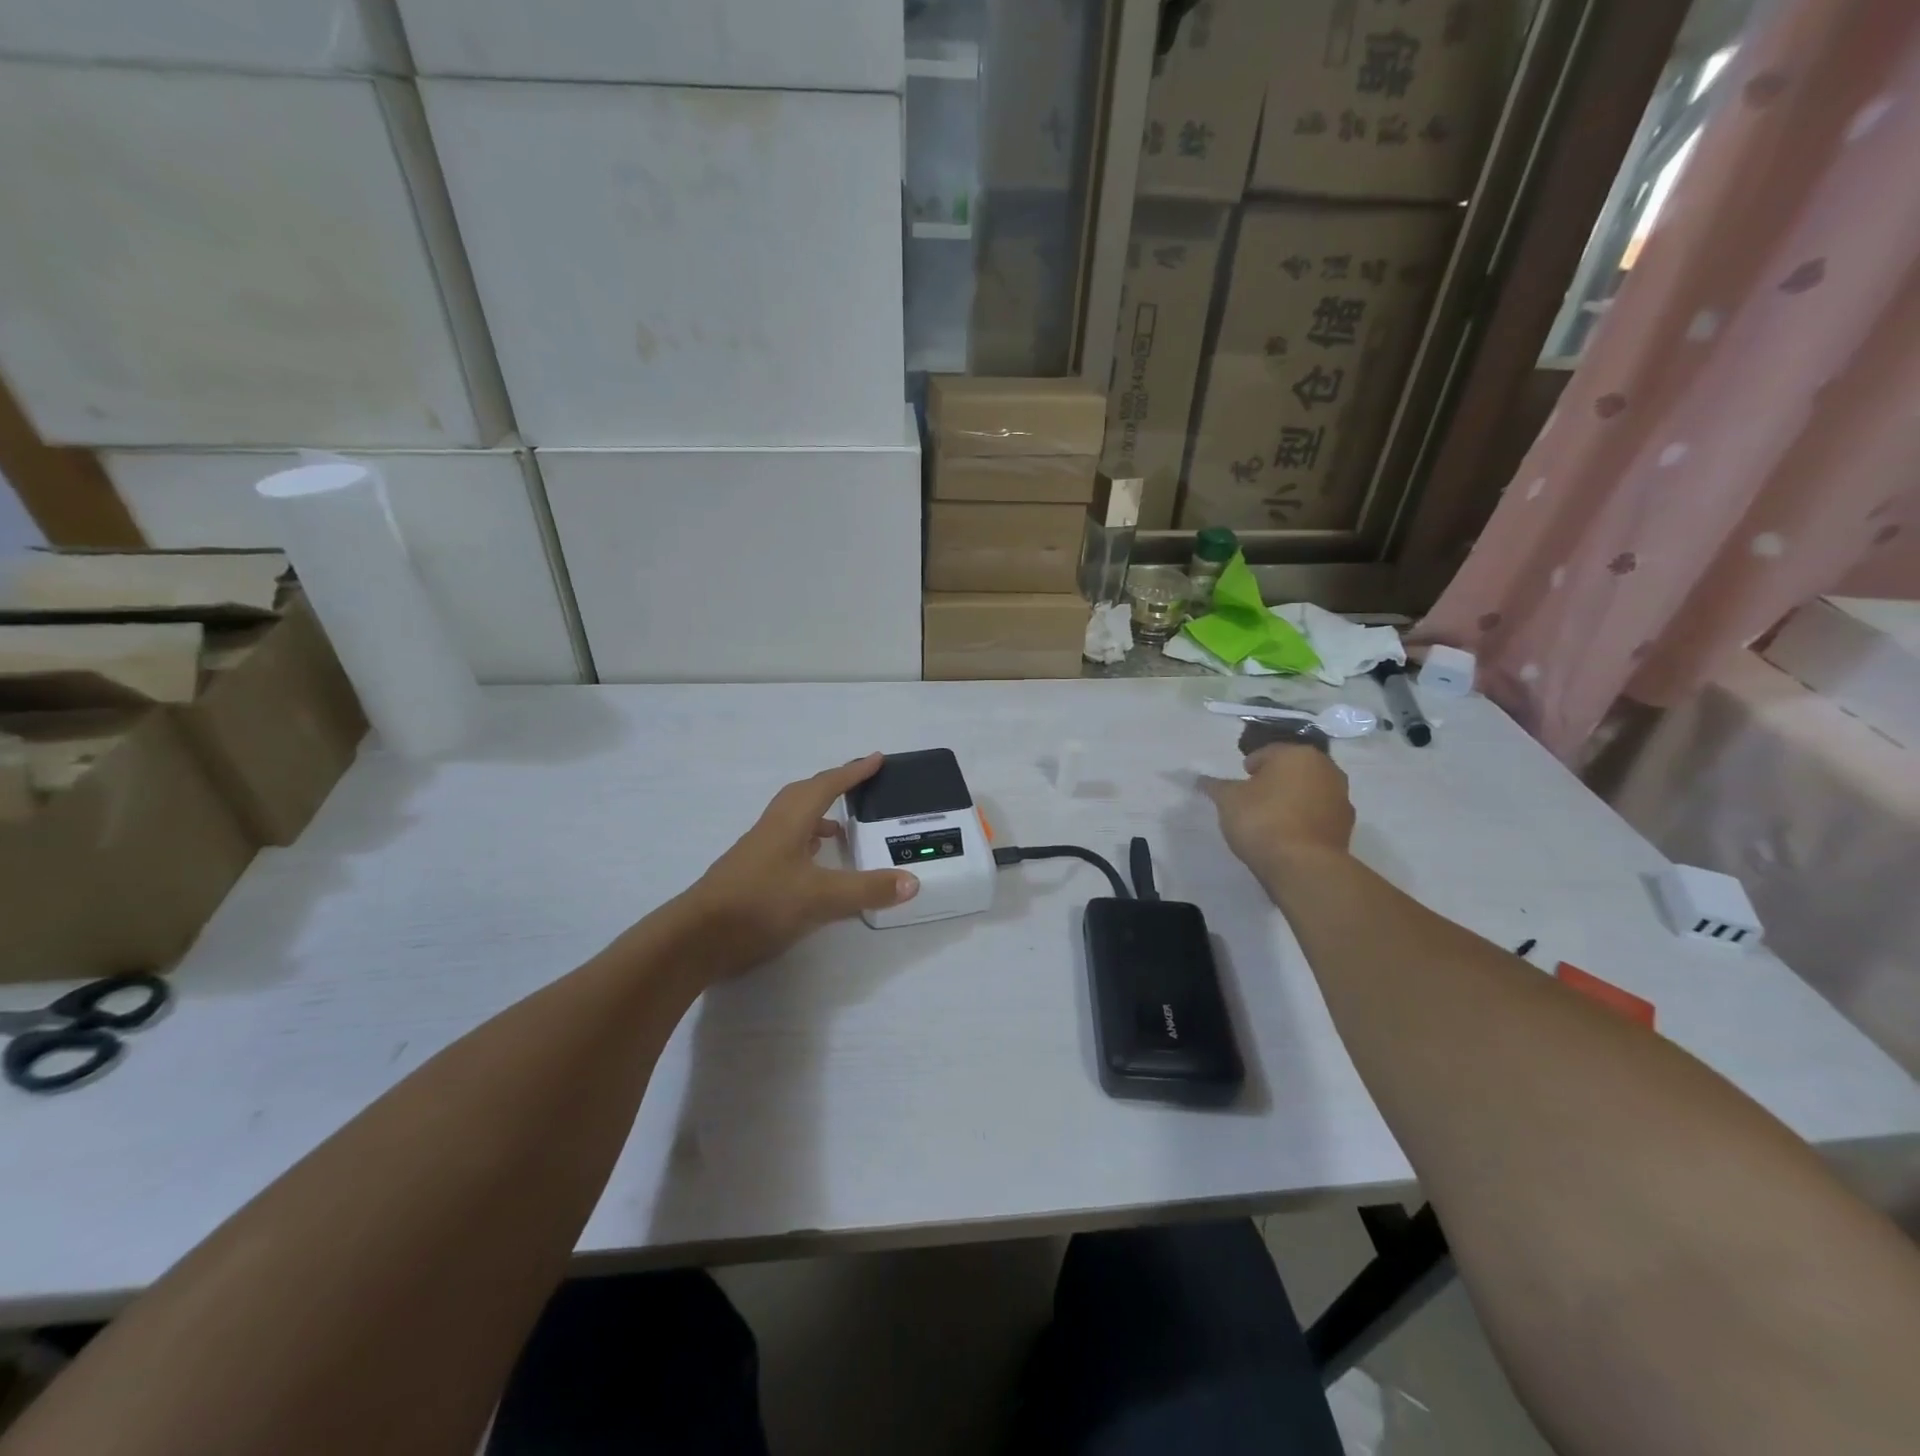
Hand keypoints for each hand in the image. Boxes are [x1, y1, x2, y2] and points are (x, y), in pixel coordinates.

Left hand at [678, 755, 918, 977]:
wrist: (696, 938)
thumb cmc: (758, 904)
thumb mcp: (820, 898)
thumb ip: (867, 889)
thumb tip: (912, 881)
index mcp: (789, 822)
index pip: (826, 786)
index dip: (853, 772)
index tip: (876, 759)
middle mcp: (773, 829)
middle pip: (804, 794)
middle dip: (833, 786)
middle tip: (860, 786)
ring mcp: (758, 851)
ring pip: (793, 820)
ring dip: (818, 816)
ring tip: (843, 829)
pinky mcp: (751, 874)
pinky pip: (786, 844)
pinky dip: (807, 843)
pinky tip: (815, 865)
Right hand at [1201, 744, 1355, 891]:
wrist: (1303, 866)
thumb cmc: (1262, 820)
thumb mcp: (1228, 800)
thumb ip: (1215, 786)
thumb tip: (1201, 779)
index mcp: (1297, 754)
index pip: (1267, 753)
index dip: (1249, 768)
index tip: (1238, 786)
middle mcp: (1326, 769)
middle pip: (1292, 770)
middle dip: (1274, 781)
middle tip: (1253, 800)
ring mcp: (1341, 798)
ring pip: (1308, 792)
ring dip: (1292, 800)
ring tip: (1270, 820)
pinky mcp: (1346, 826)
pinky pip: (1318, 815)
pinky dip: (1304, 820)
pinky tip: (1288, 836)